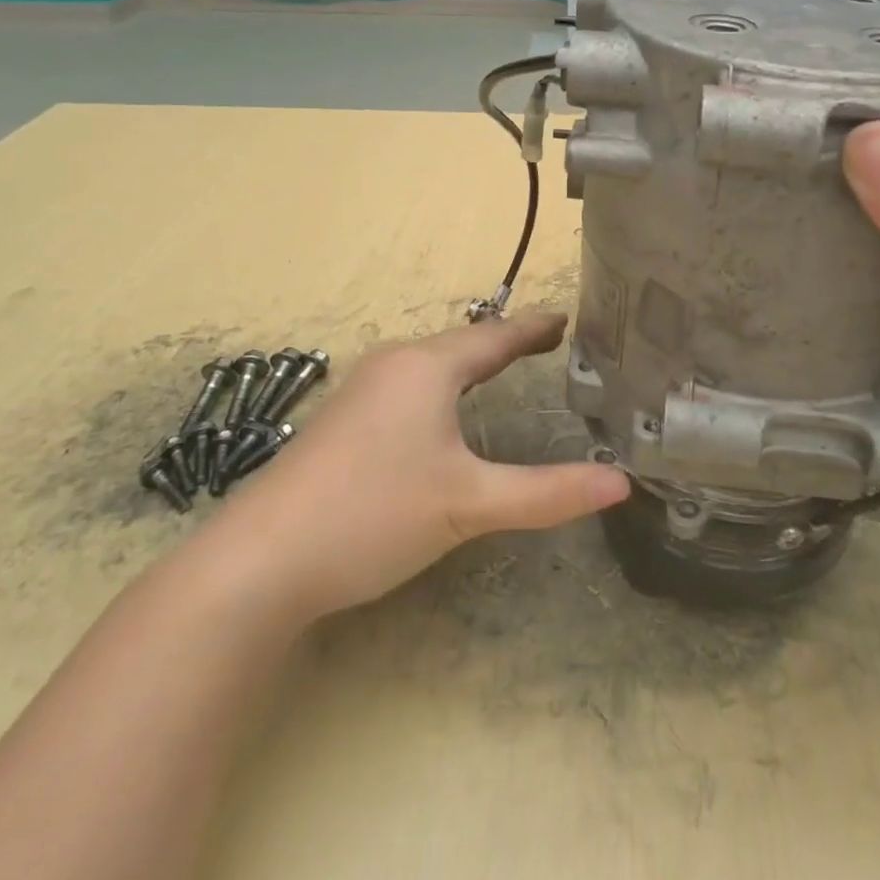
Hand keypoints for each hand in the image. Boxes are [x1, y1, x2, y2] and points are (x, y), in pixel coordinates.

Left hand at [215, 313, 629, 623]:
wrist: (257, 562)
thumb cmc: (373, 514)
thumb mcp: (469, 504)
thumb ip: (547, 493)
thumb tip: (621, 484)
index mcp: (427, 367)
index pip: (495, 337)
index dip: (534, 328)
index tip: (566, 317)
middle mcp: (394, 365)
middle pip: (462, 345)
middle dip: (504, 343)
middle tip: (547, 344)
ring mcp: (361, 391)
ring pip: (431, 365)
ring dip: (470, 364)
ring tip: (504, 368)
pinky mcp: (342, 421)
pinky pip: (408, 385)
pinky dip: (442, 386)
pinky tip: (441, 411)